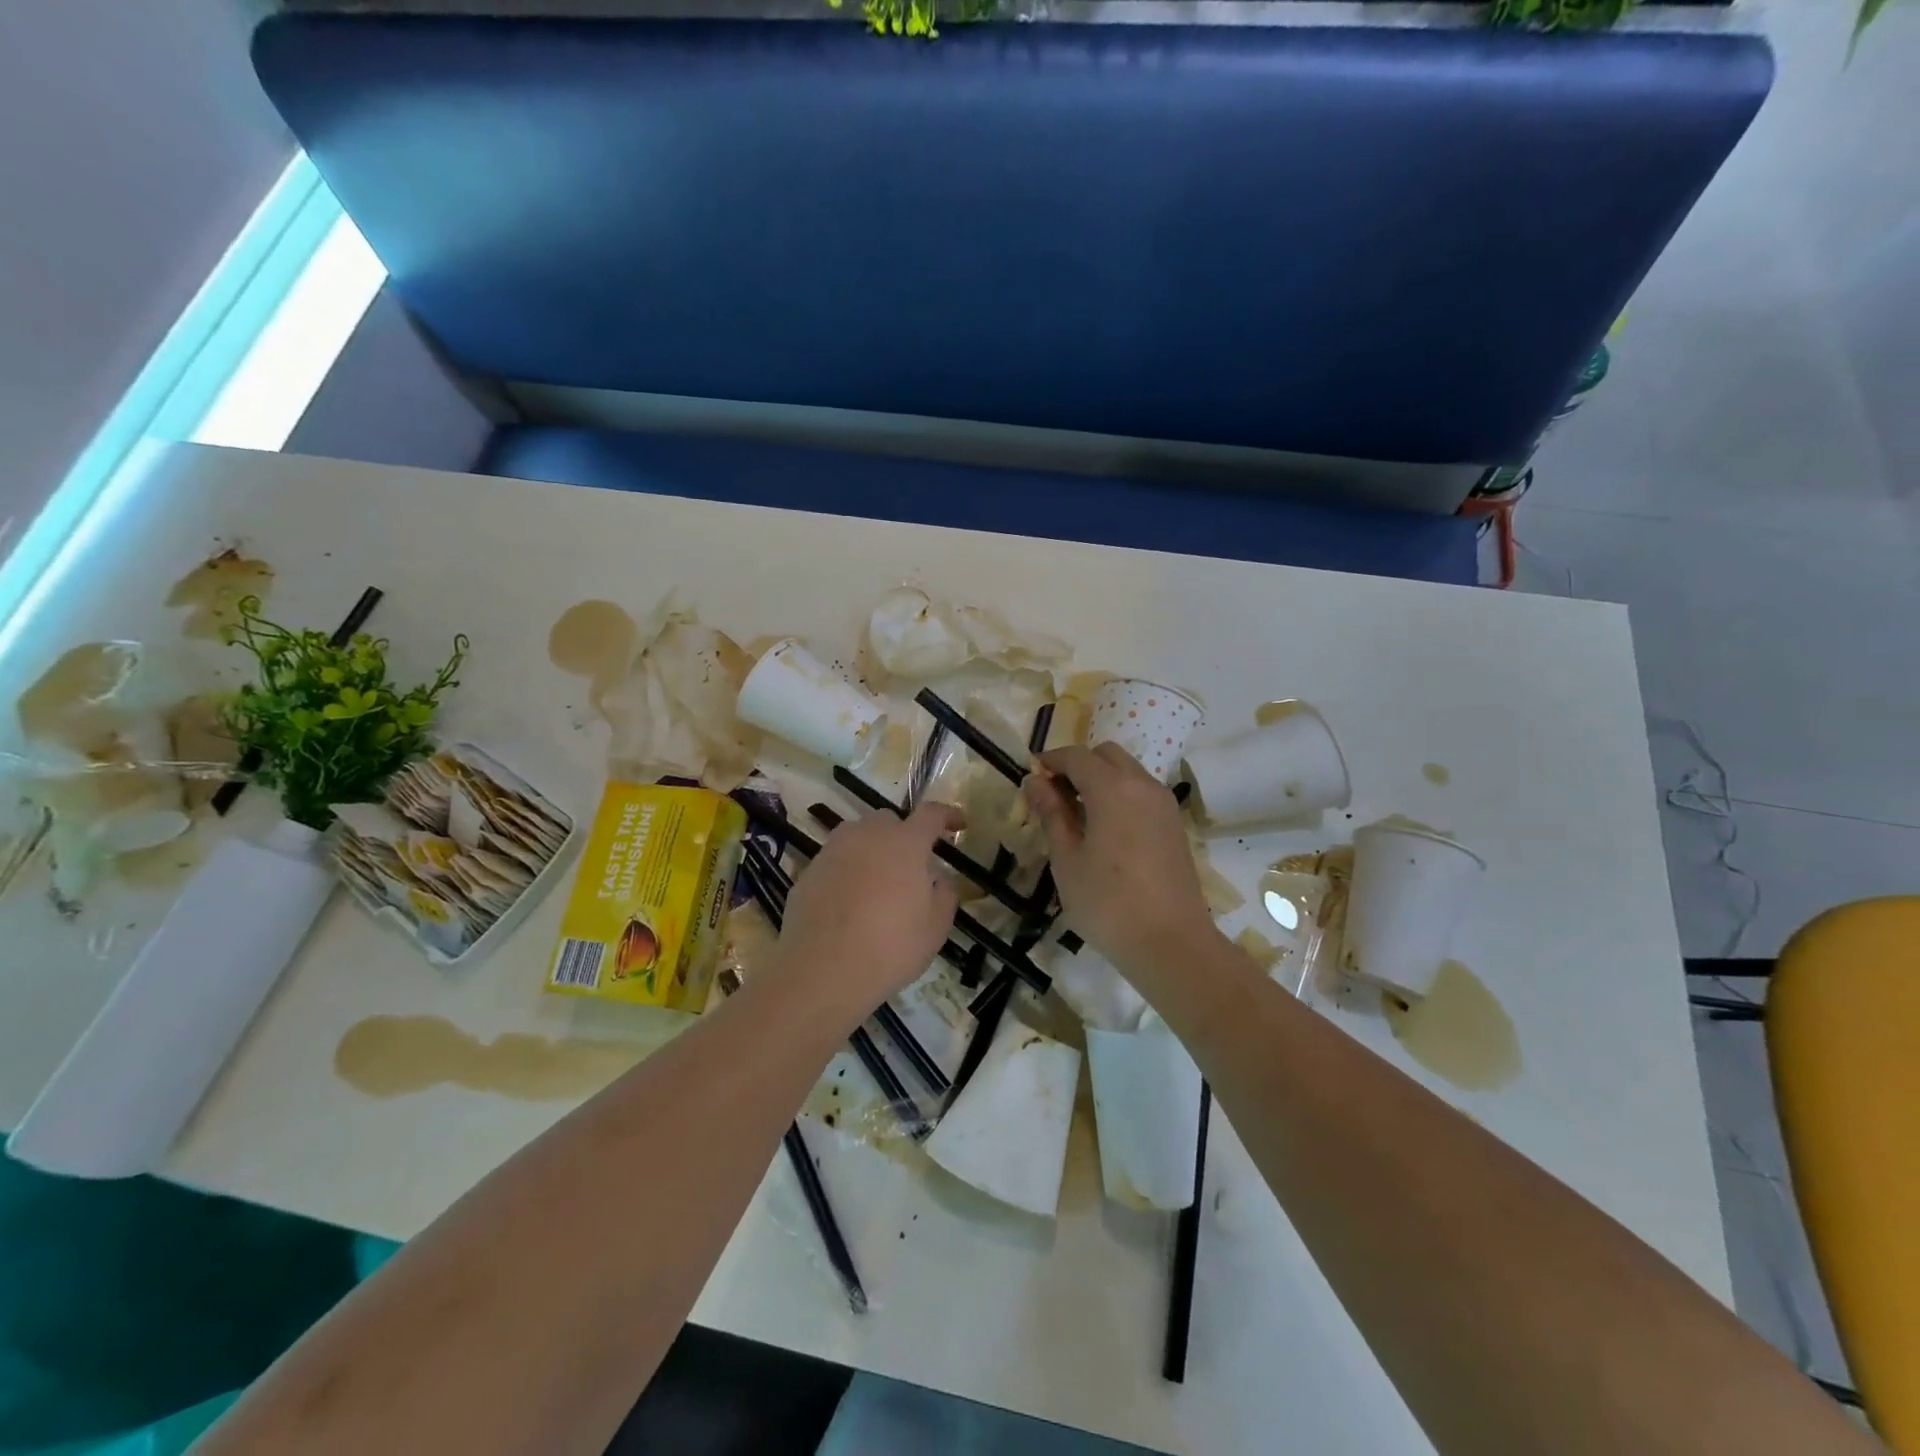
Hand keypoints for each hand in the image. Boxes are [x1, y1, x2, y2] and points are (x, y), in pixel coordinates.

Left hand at [771, 802, 963, 1015]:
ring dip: (872, 851)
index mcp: (905, 843)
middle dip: (904, 837)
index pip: (931, 814)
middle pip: (890, 821)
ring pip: (858, 837)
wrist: (821, 971)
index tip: (958, 824)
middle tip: (910, 868)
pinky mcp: (808, 871)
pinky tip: (847, 905)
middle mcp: (867, 836)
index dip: (948, 815)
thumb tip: (938, 880)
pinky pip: (835, 862)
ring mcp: (833, 851)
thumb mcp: (935, 928)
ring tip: (877, 885)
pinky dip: (846, 873)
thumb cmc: (890, 948)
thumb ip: (944, 895)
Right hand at [1025, 745, 1215, 977]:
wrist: (1171, 943)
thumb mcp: (1067, 859)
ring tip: (1077, 815)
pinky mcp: (1174, 825)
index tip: (1031, 776)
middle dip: (1078, 765)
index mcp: (1112, 789)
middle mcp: (1142, 785)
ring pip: (1127, 772)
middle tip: (1054, 796)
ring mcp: (1164, 804)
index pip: (1076, 756)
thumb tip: (1035, 782)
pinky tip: (1105, 830)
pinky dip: (1120, 795)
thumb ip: (1051, 814)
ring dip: (1100, 779)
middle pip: (1106, 755)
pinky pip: (1142, 792)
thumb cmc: (1108, 903)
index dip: (1050, 761)